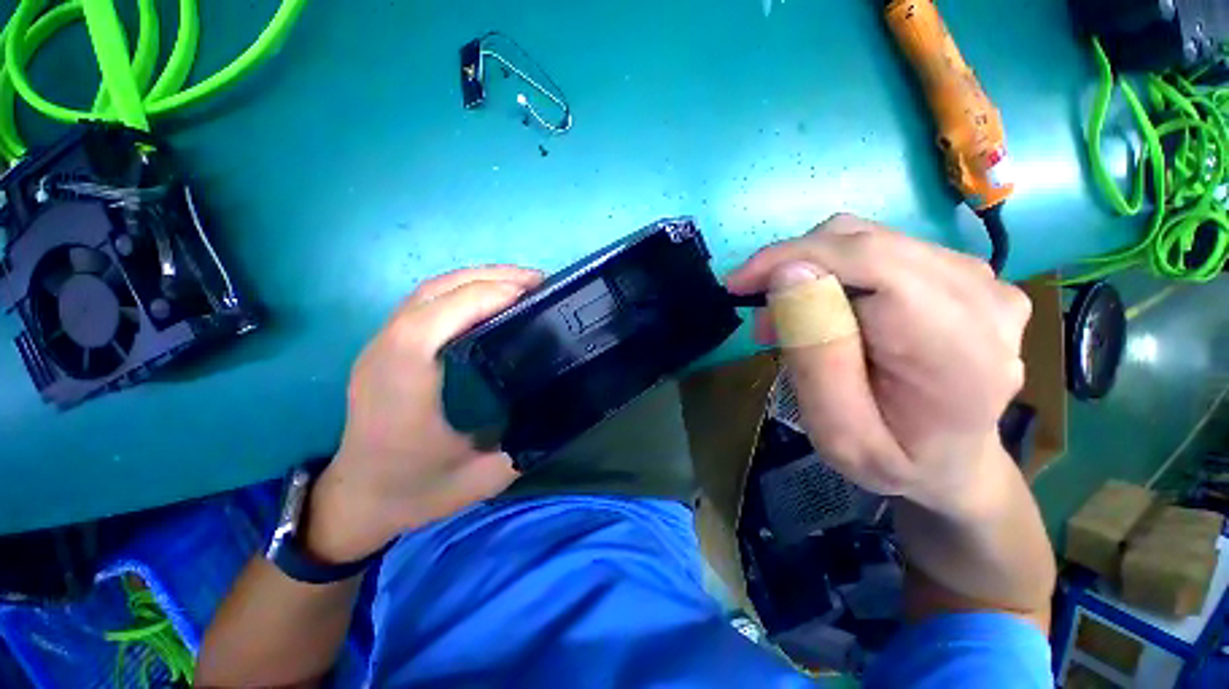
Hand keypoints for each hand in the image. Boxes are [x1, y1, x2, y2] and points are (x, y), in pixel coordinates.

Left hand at [305, 266, 543, 563]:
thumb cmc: (414, 491)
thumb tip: (561, 407)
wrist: (356, 502)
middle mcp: (387, 352)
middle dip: (491, 277)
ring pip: (429, 290)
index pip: (440, 316)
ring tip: (521, 284)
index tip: (535, 294)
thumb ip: (524, 441)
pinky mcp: (386, 347)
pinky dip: (462, 290)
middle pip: (436, 290)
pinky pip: (425, 302)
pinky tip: (490, 301)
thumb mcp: (481, 477)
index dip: (488, 296)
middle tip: (539, 281)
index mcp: (405, 381)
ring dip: (477, 278)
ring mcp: (381, 345)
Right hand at [726, 215, 1031, 517]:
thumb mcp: (839, 435)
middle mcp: (982, 296)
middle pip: (865, 242)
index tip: (738, 284)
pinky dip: (833, 274)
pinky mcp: (962, 273)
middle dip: (793, 268)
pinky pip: (879, 251)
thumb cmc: (895, 462)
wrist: (953, 462)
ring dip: (810, 273)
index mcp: (959, 347)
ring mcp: (979, 278)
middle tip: (760, 317)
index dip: (794, 257)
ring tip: (786, 321)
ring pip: (866, 241)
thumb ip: (817, 359)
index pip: (871, 261)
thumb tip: (789, 274)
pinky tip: (822, 312)